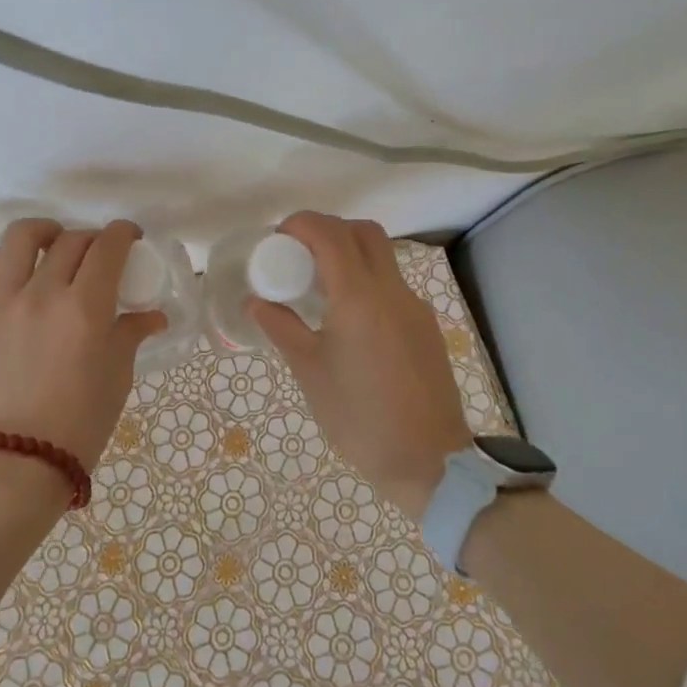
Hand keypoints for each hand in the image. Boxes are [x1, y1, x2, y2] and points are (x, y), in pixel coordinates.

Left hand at [0, 219, 166, 481]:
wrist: (17, 463)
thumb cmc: (79, 424)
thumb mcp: (117, 376)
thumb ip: (131, 334)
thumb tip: (153, 315)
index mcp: (85, 308)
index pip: (108, 246)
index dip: (122, 233)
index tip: (128, 238)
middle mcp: (42, 293)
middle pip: (71, 239)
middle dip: (91, 239)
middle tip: (97, 256)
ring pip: (20, 237)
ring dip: (43, 233)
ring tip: (49, 245)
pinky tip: (1, 269)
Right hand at [249, 213, 471, 520]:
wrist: (430, 461)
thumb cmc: (360, 419)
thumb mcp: (311, 373)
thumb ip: (282, 329)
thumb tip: (256, 302)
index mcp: (359, 298)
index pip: (330, 234)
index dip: (301, 224)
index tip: (278, 239)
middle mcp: (392, 291)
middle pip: (363, 232)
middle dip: (328, 230)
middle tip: (299, 255)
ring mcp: (414, 307)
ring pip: (382, 256)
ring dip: (349, 253)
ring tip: (319, 287)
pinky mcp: (425, 325)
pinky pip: (392, 284)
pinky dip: (366, 280)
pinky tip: (348, 318)